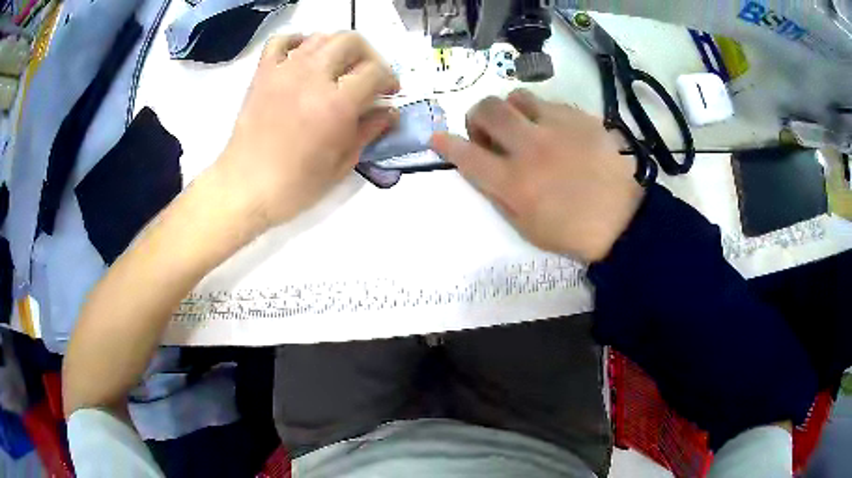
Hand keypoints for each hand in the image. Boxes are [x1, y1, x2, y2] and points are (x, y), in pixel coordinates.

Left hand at [216, 33, 399, 229]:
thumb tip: (389, 112)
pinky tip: (304, 57)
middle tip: (367, 76)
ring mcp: (284, 71)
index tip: (389, 92)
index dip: (389, 78)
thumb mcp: (341, 164)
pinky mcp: (263, 73)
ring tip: (337, 69)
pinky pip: (281, 41)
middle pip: (351, 41)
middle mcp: (313, 77)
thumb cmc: (295, 186)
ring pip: (321, 36)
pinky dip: (297, 41)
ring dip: (337, 48)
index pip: (375, 71)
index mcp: (336, 104)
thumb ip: (369, 131)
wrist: (245, 188)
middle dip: (368, 55)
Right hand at [431, 89, 642, 261]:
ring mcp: (558, 129)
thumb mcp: (525, 226)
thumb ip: (497, 193)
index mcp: (514, 183)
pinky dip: (543, 115)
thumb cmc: (571, 231)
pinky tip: (556, 132)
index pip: (466, 155)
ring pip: (517, 97)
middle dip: (477, 116)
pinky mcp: (581, 119)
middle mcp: (531, 148)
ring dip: (511, 110)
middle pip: (487, 110)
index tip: (437, 138)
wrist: (623, 221)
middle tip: (488, 131)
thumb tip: (480, 165)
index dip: (446, 144)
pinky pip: (550, 103)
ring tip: (524, 125)